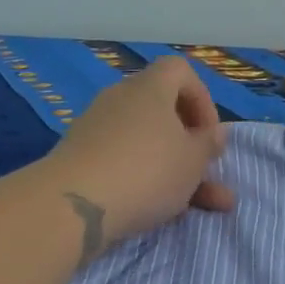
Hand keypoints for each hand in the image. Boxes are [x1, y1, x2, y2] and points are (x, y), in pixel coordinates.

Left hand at [40, 56, 235, 257]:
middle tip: (206, 171)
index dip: (202, 98)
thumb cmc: (147, 170)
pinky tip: (158, 212)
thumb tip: (213, 132)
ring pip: (146, 144)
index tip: (210, 134)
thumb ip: (208, 143)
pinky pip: (122, 162)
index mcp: (150, 88)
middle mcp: (120, 100)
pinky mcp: (78, 160)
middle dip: (189, 145)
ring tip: (200, 207)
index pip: (180, 71)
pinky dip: (143, 181)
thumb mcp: (193, 160)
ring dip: (173, 171)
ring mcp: (95, 129)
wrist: (71, 206)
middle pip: (163, 112)